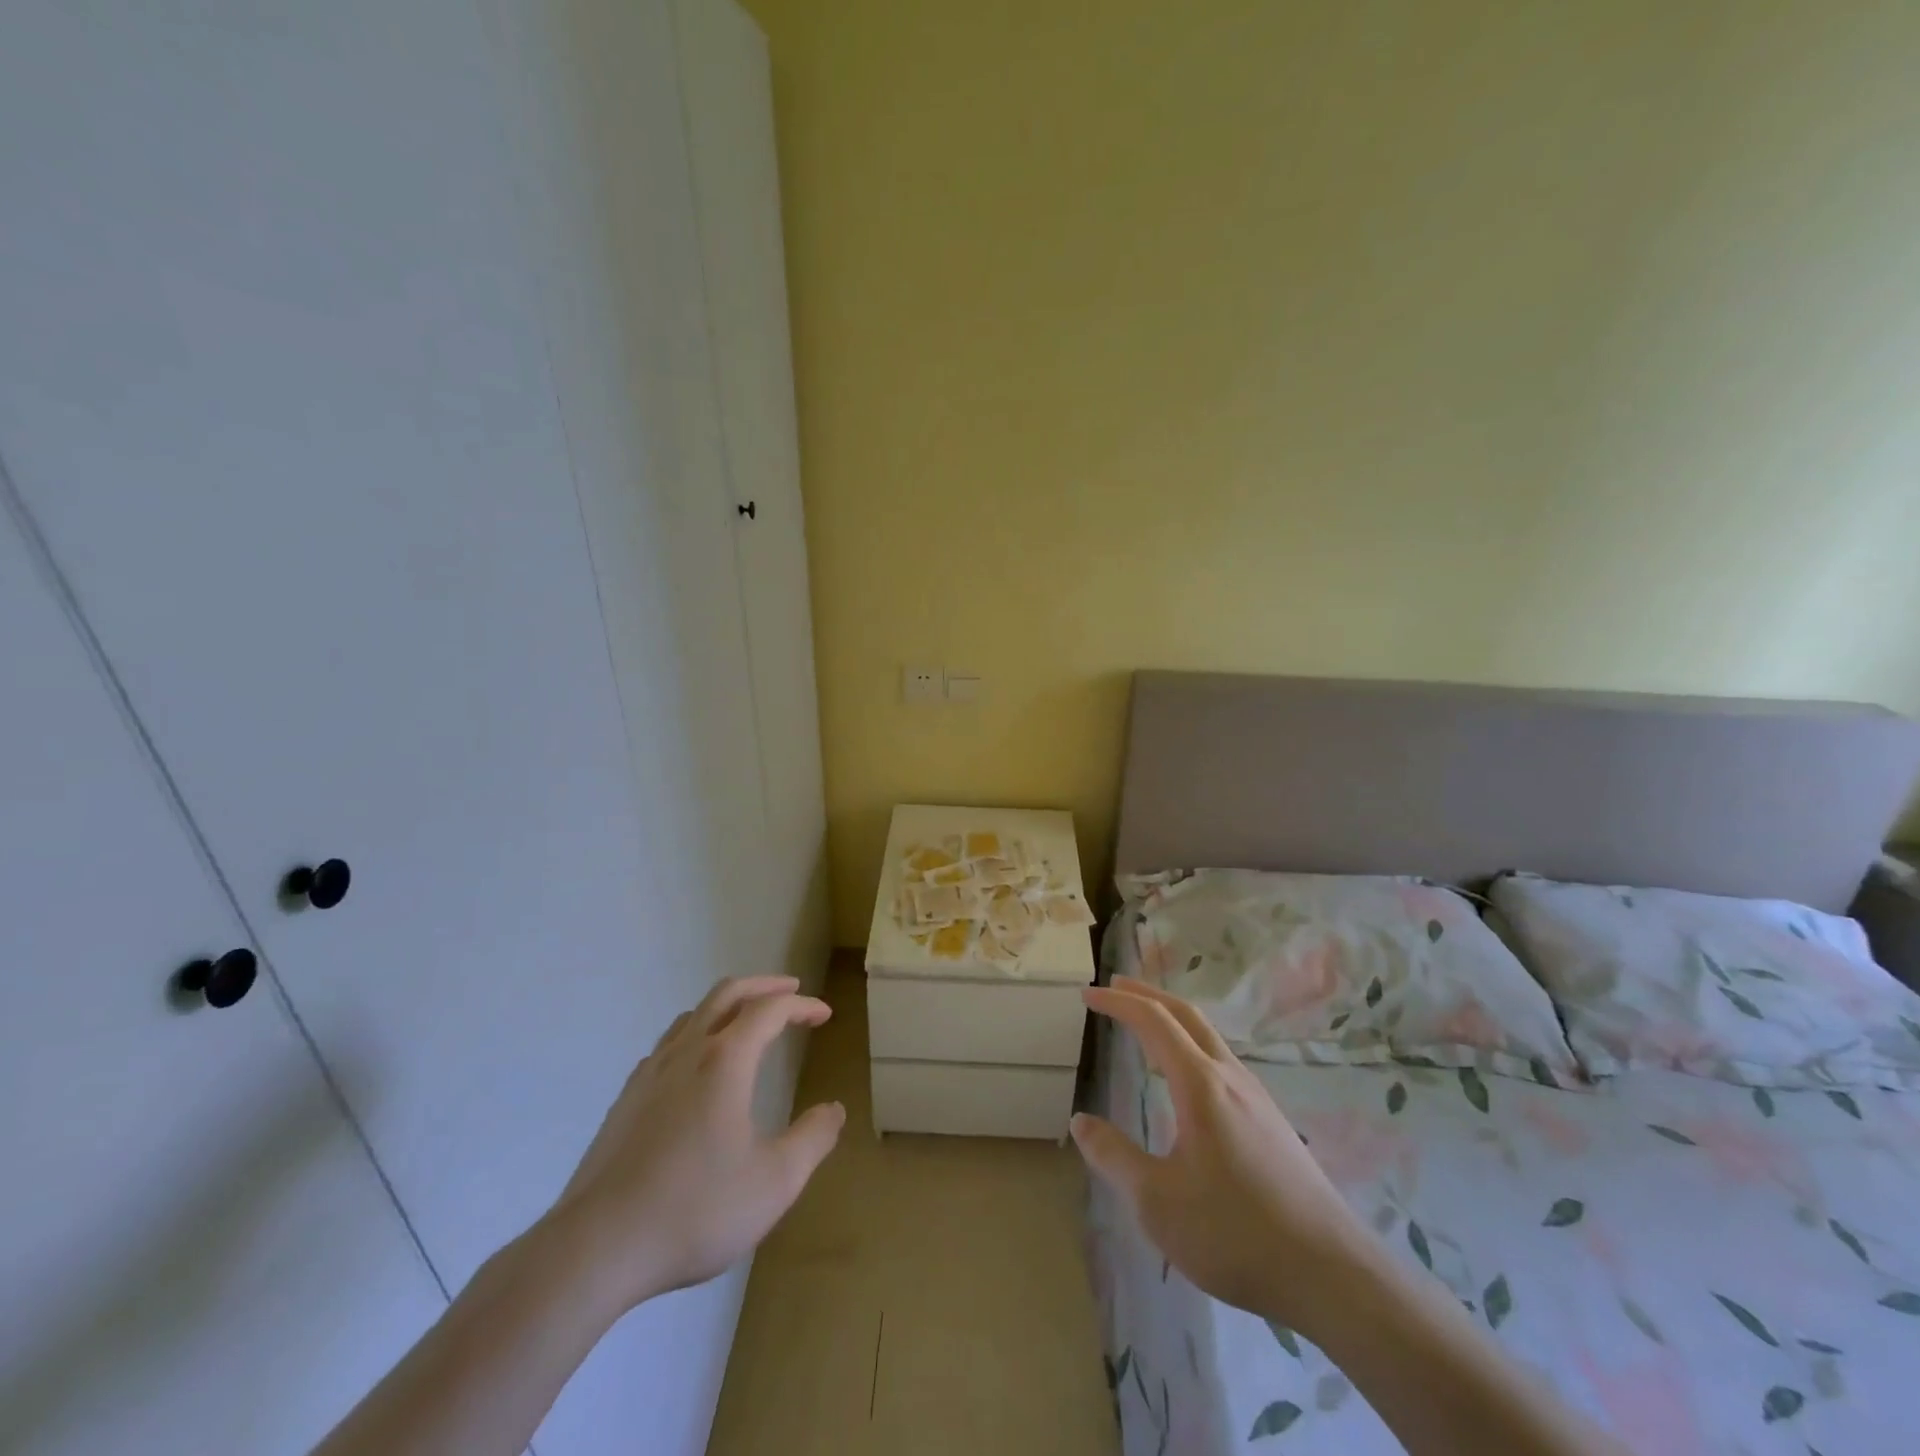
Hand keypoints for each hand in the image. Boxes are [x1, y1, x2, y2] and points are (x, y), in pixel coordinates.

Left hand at [543, 975, 844, 1310]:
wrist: (596, 1248)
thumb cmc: (695, 1210)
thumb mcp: (775, 1182)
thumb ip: (813, 1140)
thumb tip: (833, 1110)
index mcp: (725, 1060)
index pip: (770, 1010)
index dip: (802, 1005)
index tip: (824, 1015)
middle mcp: (687, 1052)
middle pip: (728, 993)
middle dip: (764, 986)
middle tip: (790, 991)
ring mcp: (650, 1073)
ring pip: (693, 1015)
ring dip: (728, 1006)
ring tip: (747, 1022)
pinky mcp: (626, 1099)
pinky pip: (668, 1045)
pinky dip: (696, 1034)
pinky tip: (697, 1067)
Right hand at [1071, 978, 1365, 1324]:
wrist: (1332, 1277)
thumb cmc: (1235, 1233)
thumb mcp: (1157, 1201)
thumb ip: (1114, 1156)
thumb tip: (1080, 1121)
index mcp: (1200, 1084)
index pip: (1153, 1021)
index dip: (1118, 1002)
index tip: (1087, 994)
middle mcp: (1230, 1077)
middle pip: (1186, 1014)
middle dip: (1148, 994)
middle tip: (1115, 986)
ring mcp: (1257, 1098)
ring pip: (1209, 1037)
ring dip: (1172, 1019)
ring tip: (1145, 1026)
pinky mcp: (1271, 1123)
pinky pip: (1222, 1062)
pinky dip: (1191, 1046)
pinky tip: (1187, 1080)